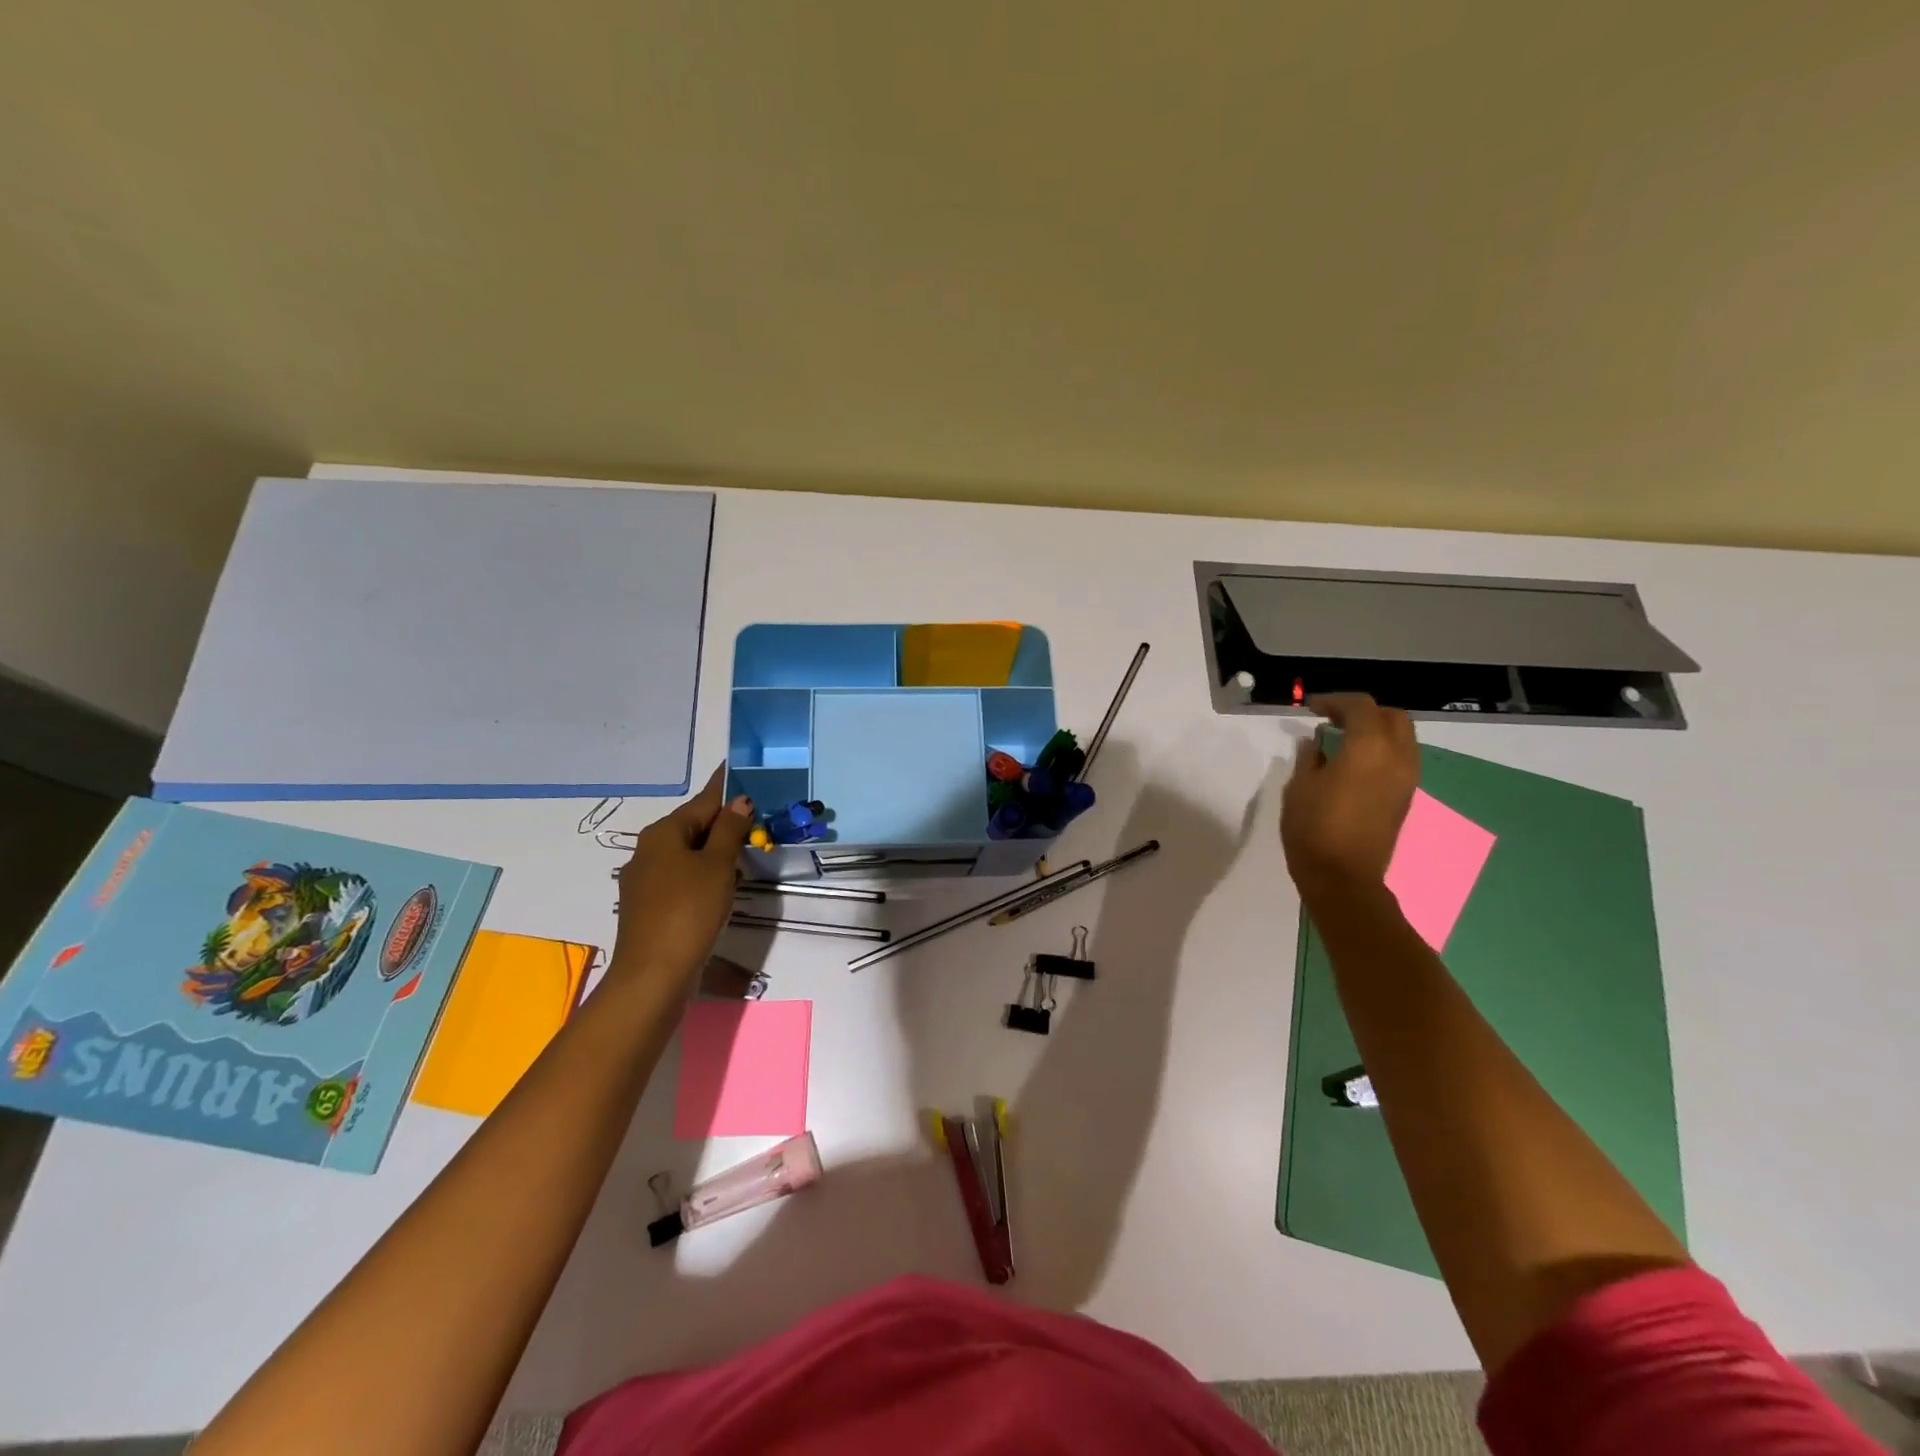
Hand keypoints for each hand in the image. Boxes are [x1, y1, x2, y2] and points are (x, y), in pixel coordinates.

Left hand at [611, 765, 753, 984]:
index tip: (738, 769)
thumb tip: (739, 801)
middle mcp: (648, 851)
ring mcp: (645, 881)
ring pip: (687, 854)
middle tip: (756, 817)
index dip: (724, 787)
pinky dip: (704, 874)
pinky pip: (682, 878)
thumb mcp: (718, 865)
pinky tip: (723, 886)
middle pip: (693, 827)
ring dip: (715, 851)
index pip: (702, 801)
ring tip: (746, 850)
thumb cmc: (689, 910)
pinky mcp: (650, 908)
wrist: (653, 975)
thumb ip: (730, 830)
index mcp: (663, 833)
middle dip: (723, 821)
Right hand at [1280, 693, 1418, 898]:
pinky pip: (1400, 759)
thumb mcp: (1299, 787)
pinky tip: (1354, 763)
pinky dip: (1381, 750)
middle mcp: (1397, 757)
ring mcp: (1407, 779)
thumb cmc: (1314, 828)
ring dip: (1376, 730)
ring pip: (1402, 738)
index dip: (1334, 701)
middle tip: (1333, 718)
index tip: (1311, 708)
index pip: (1360, 707)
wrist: (1343, 877)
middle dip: (1364, 711)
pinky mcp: (1405, 797)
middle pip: (1392, 716)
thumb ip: (1309, 758)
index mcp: (1369, 748)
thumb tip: (1316, 744)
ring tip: (1344, 740)